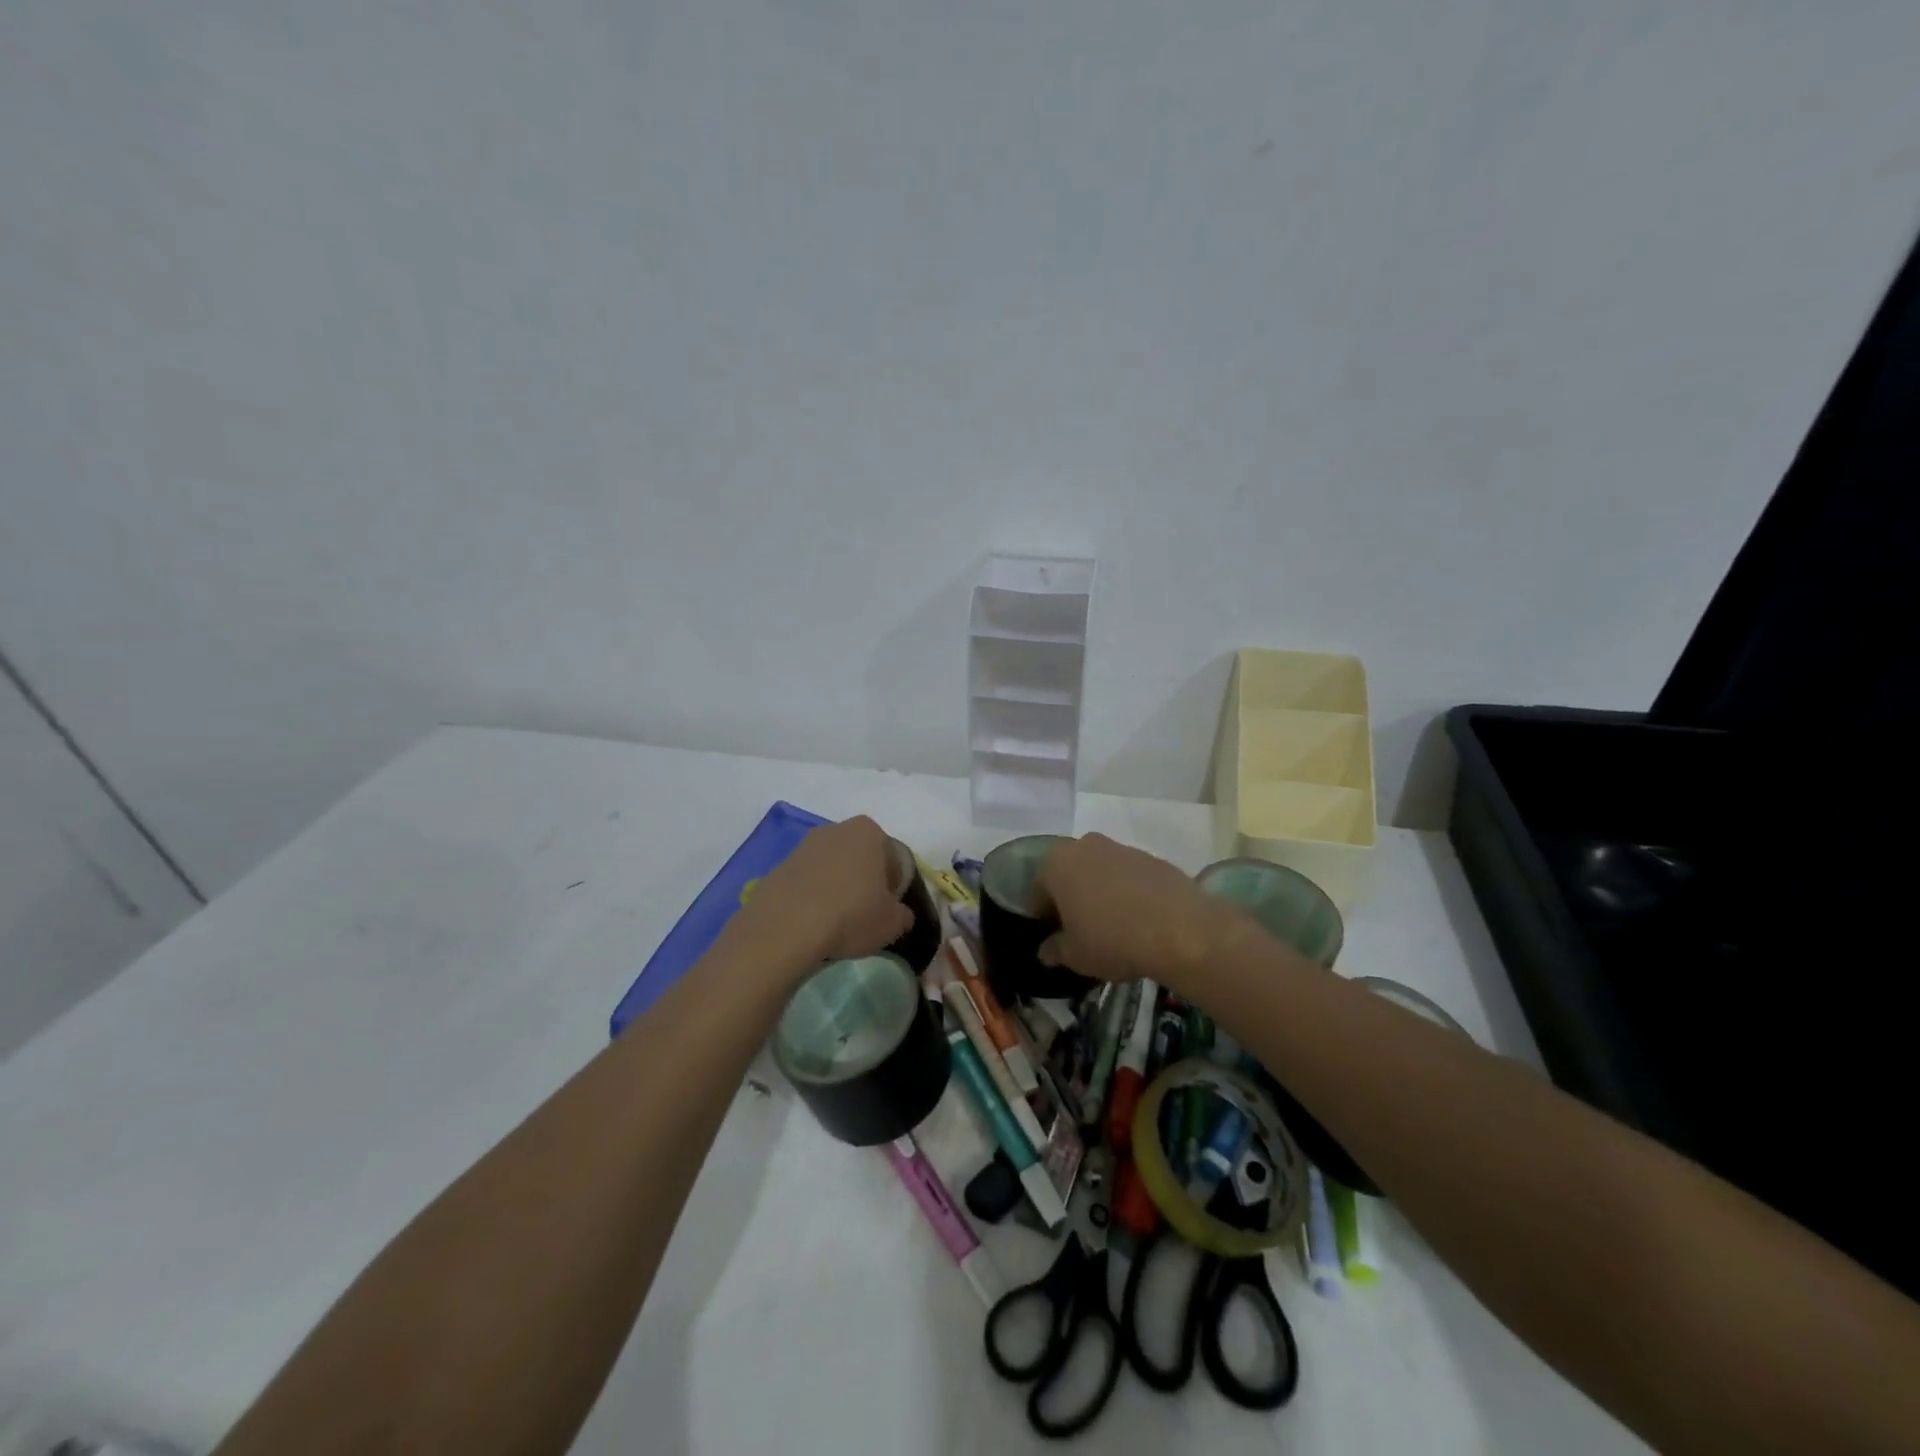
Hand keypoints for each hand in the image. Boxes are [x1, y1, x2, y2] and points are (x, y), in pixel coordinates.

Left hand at [730, 815, 913, 973]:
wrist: (786, 926)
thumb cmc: (851, 915)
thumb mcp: (892, 923)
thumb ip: (903, 915)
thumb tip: (899, 915)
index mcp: (870, 832)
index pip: (893, 859)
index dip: (894, 887)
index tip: (888, 911)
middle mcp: (837, 828)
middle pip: (861, 858)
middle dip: (864, 882)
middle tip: (864, 915)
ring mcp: (805, 845)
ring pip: (832, 868)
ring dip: (837, 888)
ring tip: (835, 922)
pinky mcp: (780, 865)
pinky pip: (807, 881)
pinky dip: (813, 896)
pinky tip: (812, 922)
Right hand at [1034, 833, 1238, 990]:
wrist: (1180, 929)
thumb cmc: (1112, 940)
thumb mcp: (1076, 955)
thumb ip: (1055, 950)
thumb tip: (1046, 950)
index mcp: (1057, 864)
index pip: (1037, 891)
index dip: (1042, 917)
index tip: (1053, 938)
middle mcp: (1084, 846)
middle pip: (1068, 874)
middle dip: (1070, 898)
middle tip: (1079, 930)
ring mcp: (1120, 848)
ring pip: (1099, 872)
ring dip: (1098, 893)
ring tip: (1112, 926)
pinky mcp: (1151, 857)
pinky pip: (1127, 876)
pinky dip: (1126, 892)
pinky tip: (1138, 920)